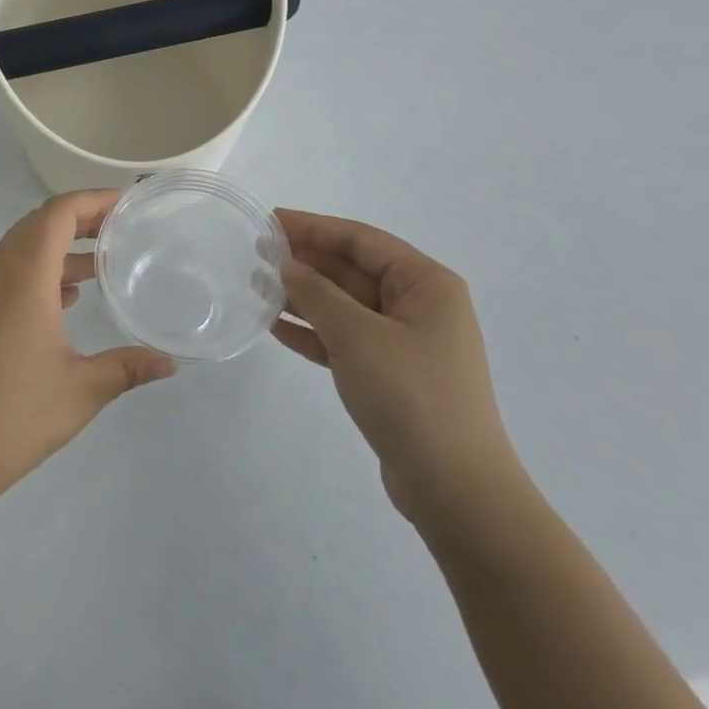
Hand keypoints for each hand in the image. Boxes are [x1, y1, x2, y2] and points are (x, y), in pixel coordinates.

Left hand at [0, 190, 175, 505]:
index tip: (127, 205)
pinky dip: (41, 271)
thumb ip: (128, 368)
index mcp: (23, 277)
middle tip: (121, 228)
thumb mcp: (82, 390)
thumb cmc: (14, 415)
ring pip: (22, 249)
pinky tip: (69, 300)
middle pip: (38, 223)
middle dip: (80, 219)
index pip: (57, 213)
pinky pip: (9, 273)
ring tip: (103, 262)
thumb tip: (170, 363)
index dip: (92, 200)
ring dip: (60, 247)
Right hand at [273, 210, 523, 529]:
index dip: (313, 227)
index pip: (361, 240)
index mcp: (425, 283)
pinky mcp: (389, 374)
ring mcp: (404, 342)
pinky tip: (275, 326)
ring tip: (256, 287)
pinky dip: (312, 332)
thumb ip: (318, 295)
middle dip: (305, 261)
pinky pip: (343, 339)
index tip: (269, 221)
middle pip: (352, 269)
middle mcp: (418, 305)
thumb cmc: (411, 396)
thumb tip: (288, 267)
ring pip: (344, 305)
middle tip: (255, 254)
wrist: (454, 487)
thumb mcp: (358, 336)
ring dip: (303, 296)